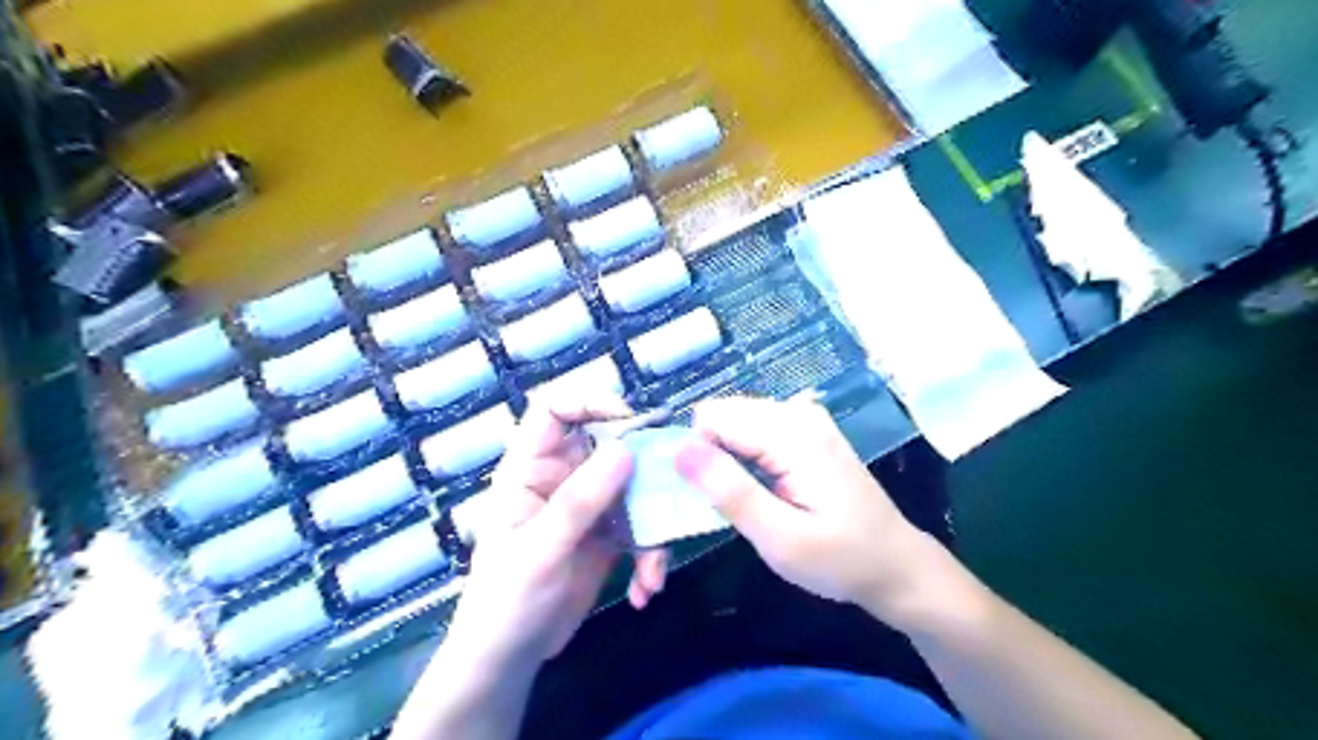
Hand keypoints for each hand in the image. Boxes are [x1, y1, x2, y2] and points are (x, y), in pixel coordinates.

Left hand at [449, 399, 669, 670]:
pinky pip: (641, 526)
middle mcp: (563, 478)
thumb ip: (580, 500)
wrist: (511, 658)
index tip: (629, 419)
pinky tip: (646, 588)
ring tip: (654, 568)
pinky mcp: (609, 535)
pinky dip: (650, 554)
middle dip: (644, 469)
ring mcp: (589, 506)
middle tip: (673, 488)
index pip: (553, 411)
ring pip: (634, 488)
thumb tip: (625, 449)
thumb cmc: (507, 600)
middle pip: (609, 446)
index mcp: (531, 469)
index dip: (589, 402)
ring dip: (653, 525)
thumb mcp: (541, 550)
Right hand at [675, 396, 931, 620]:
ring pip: (734, 423)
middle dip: (708, 456)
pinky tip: (760, 490)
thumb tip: (680, 450)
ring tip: (743, 501)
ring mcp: (804, 418)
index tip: (703, 499)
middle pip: (721, 415)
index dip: (696, 458)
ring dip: (725, 459)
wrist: (896, 565)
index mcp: (793, 433)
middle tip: (722, 506)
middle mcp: (797, 412)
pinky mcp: (805, 430)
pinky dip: (744, 459)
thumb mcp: (781, 540)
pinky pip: (753, 431)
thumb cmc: (841, 560)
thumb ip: (730, 492)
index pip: (711, 418)